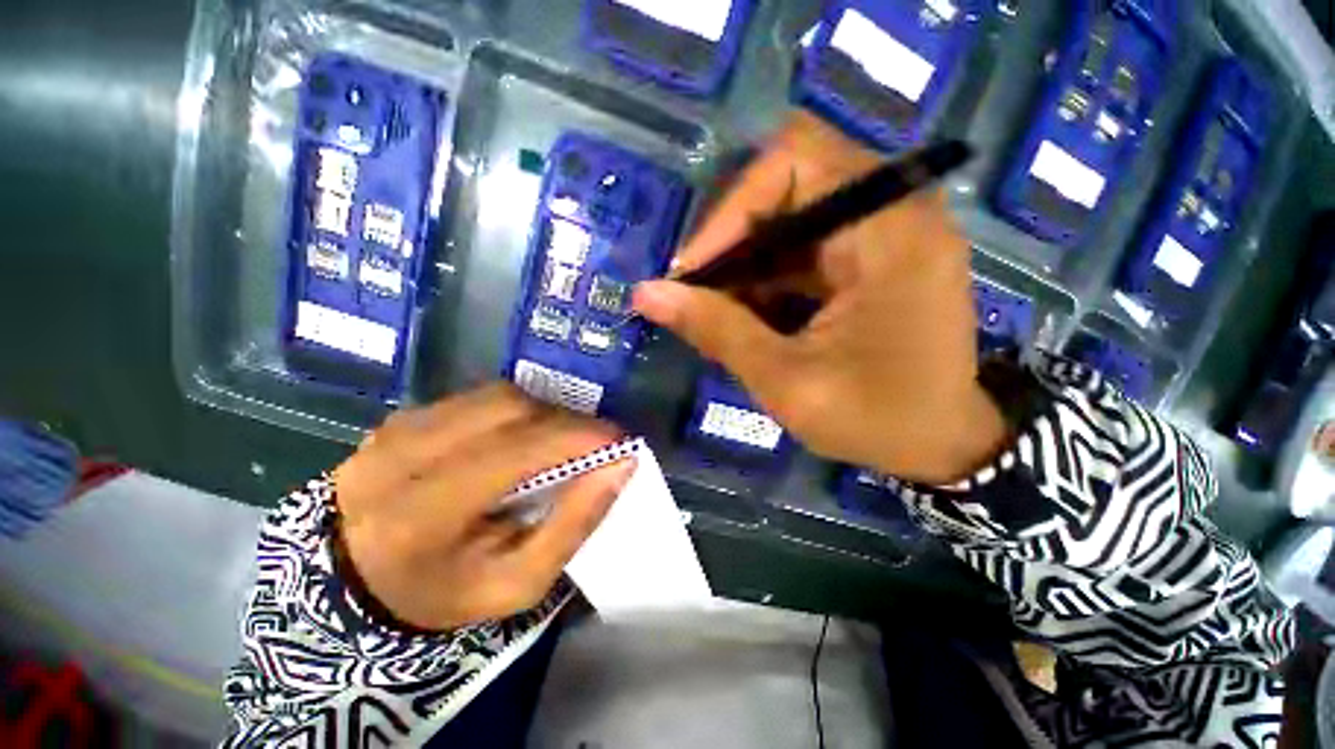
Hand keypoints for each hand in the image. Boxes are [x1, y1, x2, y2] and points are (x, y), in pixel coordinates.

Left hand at [332, 383, 632, 630]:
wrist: (356, 583)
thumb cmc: (443, 593)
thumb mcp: (517, 583)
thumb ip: (573, 524)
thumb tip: (620, 465)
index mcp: (421, 515)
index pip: (515, 451)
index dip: (577, 437)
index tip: (619, 441)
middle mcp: (401, 457)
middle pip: (508, 409)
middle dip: (566, 419)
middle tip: (595, 441)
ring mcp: (396, 429)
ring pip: (497, 395)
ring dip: (544, 411)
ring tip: (563, 438)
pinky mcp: (402, 416)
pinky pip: (478, 398)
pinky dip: (516, 410)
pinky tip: (524, 436)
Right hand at [633, 112, 1006, 483]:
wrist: (943, 444)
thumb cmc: (876, 419)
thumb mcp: (786, 380)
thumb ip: (717, 331)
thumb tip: (646, 294)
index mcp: (888, 233)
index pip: (794, 160)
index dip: (731, 209)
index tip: (693, 272)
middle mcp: (896, 212)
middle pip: (790, 183)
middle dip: (734, 239)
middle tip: (700, 294)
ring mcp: (888, 231)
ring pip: (793, 214)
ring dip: (748, 260)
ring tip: (721, 311)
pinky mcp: (877, 254)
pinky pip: (808, 242)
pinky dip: (770, 273)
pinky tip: (752, 312)